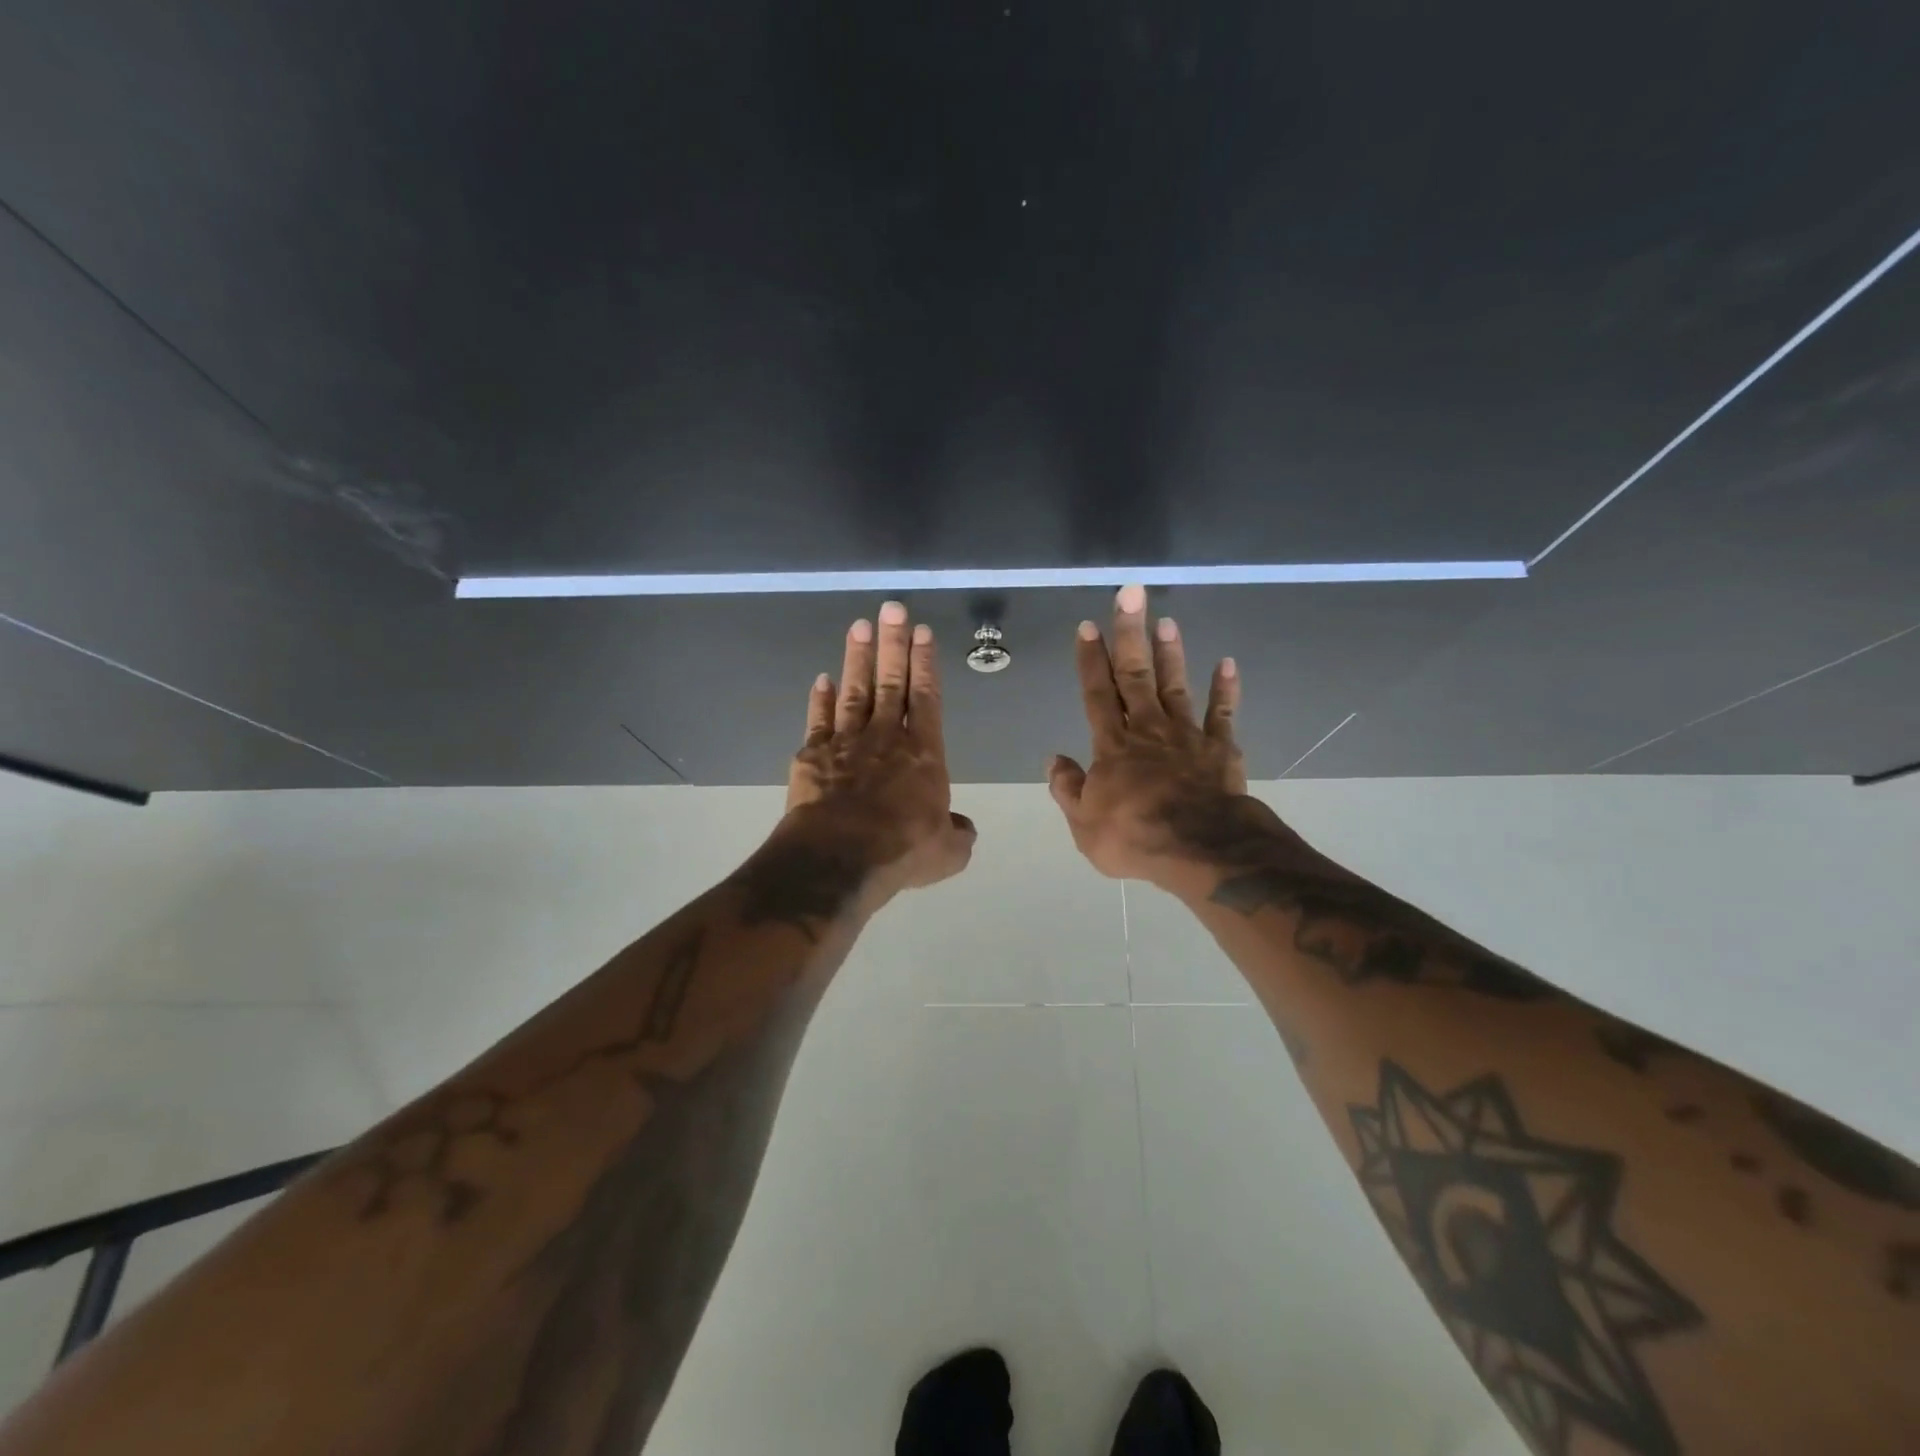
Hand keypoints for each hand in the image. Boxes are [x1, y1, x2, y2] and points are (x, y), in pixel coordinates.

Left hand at [779, 600, 975, 898]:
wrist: (840, 858)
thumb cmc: (902, 851)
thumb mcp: (947, 852)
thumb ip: (957, 834)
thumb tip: (962, 828)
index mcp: (923, 754)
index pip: (926, 697)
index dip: (925, 663)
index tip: (921, 632)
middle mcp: (886, 738)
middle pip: (891, 682)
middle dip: (893, 644)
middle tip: (892, 608)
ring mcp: (846, 743)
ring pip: (855, 691)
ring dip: (858, 658)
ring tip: (859, 626)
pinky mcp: (814, 755)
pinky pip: (819, 719)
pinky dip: (820, 698)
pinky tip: (822, 679)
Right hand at [1049, 584, 1278, 889]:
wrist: (1200, 849)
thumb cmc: (1134, 837)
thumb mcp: (1084, 823)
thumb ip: (1068, 788)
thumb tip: (1054, 759)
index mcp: (1112, 746)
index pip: (1096, 694)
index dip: (1090, 659)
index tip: (1087, 626)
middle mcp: (1147, 729)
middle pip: (1135, 675)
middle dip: (1129, 634)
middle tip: (1131, 594)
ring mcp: (1186, 735)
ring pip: (1174, 686)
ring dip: (1170, 653)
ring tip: (1166, 621)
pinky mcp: (1220, 748)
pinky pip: (1222, 714)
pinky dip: (1225, 689)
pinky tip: (1227, 663)